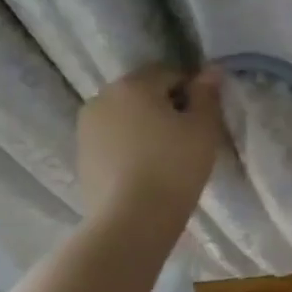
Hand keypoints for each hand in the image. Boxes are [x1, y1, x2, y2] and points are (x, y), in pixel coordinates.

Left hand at [77, 64, 223, 225]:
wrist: (131, 220)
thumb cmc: (175, 166)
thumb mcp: (204, 127)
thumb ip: (207, 94)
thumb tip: (210, 70)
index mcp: (133, 85)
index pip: (170, 73)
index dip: (192, 92)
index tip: (204, 119)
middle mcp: (103, 98)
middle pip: (144, 93)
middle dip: (166, 107)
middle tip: (188, 137)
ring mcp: (86, 128)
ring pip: (126, 117)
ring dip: (145, 127)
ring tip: (167, 157)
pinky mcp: (82, 156)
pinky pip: (113, 141)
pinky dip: (129, 147)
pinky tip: (145, 171)